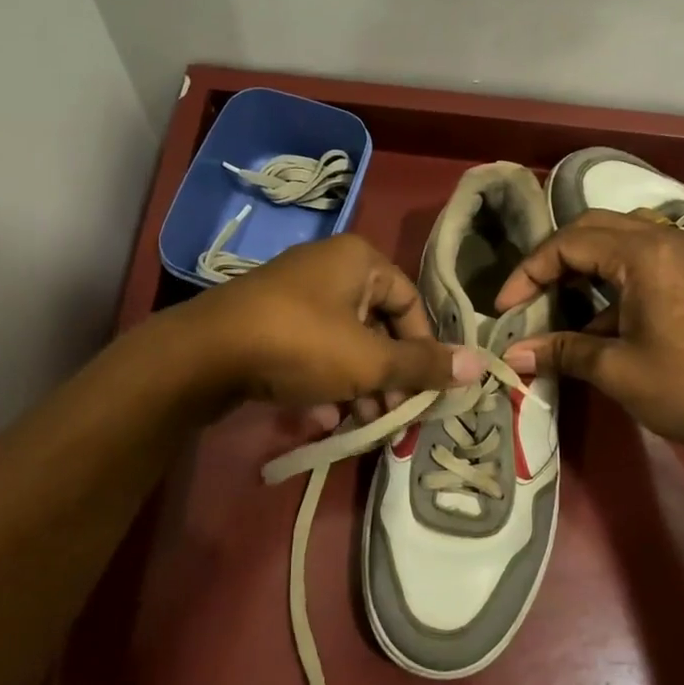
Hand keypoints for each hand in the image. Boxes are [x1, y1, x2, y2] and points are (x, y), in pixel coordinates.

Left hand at [177, 234, 482, 426]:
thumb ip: (423, 365)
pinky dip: (324, 380)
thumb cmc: (300, 345)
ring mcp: (294, 294)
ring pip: (345, 342)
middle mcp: (329, 268)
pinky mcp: (268, 321)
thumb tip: (481, 365)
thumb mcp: (369, 360)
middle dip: (389, 375)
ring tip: (361, 423)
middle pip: (379, 325)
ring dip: (359, 385)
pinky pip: (312, 349)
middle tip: (393, 416)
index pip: (411, 303)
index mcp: (359, 261)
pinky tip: (321, 416)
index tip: (425, 390)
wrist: (202, 355)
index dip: (424, 348)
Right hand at [493, 209, 683, 456]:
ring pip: (621, 238)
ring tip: (559, 299)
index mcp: (646, 253)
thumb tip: (511, 355)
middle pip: (594, 228)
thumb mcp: (616, 370)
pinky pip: (645, 257)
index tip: (505, 308)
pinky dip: (614, 276)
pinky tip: (601, 317)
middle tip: (528, 295)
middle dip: (554, 259)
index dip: (529, 272)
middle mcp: (668, 239)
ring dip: (585, 262)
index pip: (570, 243)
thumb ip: (561, 351)